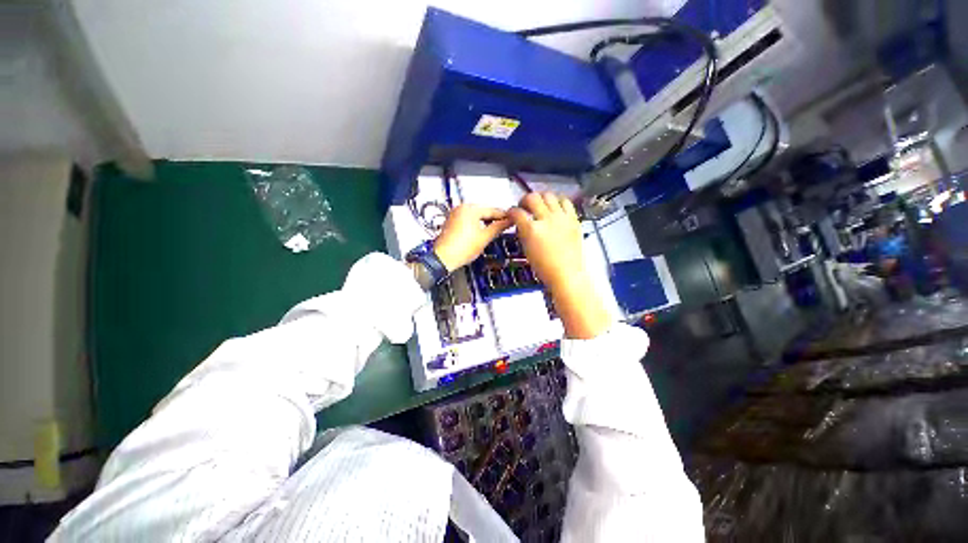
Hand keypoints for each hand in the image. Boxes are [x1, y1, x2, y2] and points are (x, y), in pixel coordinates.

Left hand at [433, 204, 511, 271]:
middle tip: (505, 226)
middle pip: (483, 211)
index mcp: (470, 209)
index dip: (504, 216)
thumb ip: (498, 227)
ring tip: (495, 230)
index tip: (513, 220)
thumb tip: (509, 221)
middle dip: (494, 219)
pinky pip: (467, 219)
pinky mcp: (451, 221)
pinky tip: (481, 232)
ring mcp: (455, 214)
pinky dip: (476, 224)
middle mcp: (461, 207)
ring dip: (485, 221)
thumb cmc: (463, 248)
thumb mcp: (485, 237)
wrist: (443, 258)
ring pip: (475, 215)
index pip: (492, 210)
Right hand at [508, 193, 610, 338]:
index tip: (512, 213)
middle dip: (524, 200)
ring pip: (549, 195)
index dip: (511, 211)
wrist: (567, 274)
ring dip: (541, 198)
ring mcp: (561, 218)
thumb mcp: (527, 249)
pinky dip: (558, 201)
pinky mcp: (573, 219)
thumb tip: (521, 223)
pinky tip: (555, 207)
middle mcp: (546, 219)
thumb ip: (523, 232)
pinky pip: (566, 202)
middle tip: (524, 206)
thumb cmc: (545, 267)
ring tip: (540, 205)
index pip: (517, 212)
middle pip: (532, 197)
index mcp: (532, 230)